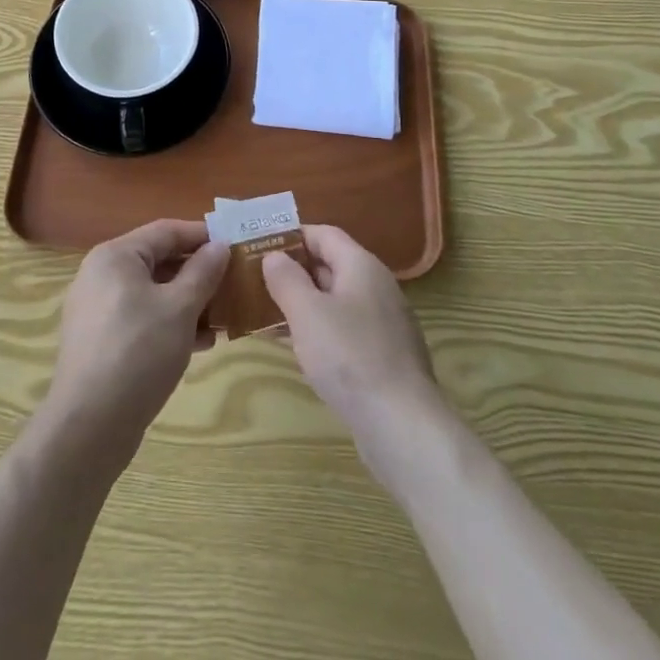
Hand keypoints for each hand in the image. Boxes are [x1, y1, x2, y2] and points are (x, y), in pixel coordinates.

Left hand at [42, 219, 228, 456]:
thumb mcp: (180, 308)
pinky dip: (169, 324)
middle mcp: (101, 275)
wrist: (89, 427)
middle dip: (198, 274)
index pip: (166, 231)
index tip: (235, 243)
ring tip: (222, 318)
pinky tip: (200, 344)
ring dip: (188, 302)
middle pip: (158, 262)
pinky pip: (141, 319)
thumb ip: (203, 272)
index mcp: (116, 256)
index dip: (202, 235)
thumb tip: (220, 245)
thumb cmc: (138, 353)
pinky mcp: (100, 342)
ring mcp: (97, 310)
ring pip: (152, 293)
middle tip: (233, 283)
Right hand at [262, 224, 439, 440]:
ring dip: (303, 305)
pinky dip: (319, 332)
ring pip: (336, 302)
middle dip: (294, 272)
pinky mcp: (384, 357)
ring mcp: (383, 323)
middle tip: (256, 282)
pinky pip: (345, 331)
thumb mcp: (307, 312)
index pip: (324, 234)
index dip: (292, 237)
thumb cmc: (350, 356)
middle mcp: (377, 287)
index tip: (260, 247)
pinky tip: (296, 350)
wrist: (402, 425)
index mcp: (362, 266)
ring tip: (267, 315)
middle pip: (331, 266)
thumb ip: (286, 279)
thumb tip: (274, 256)